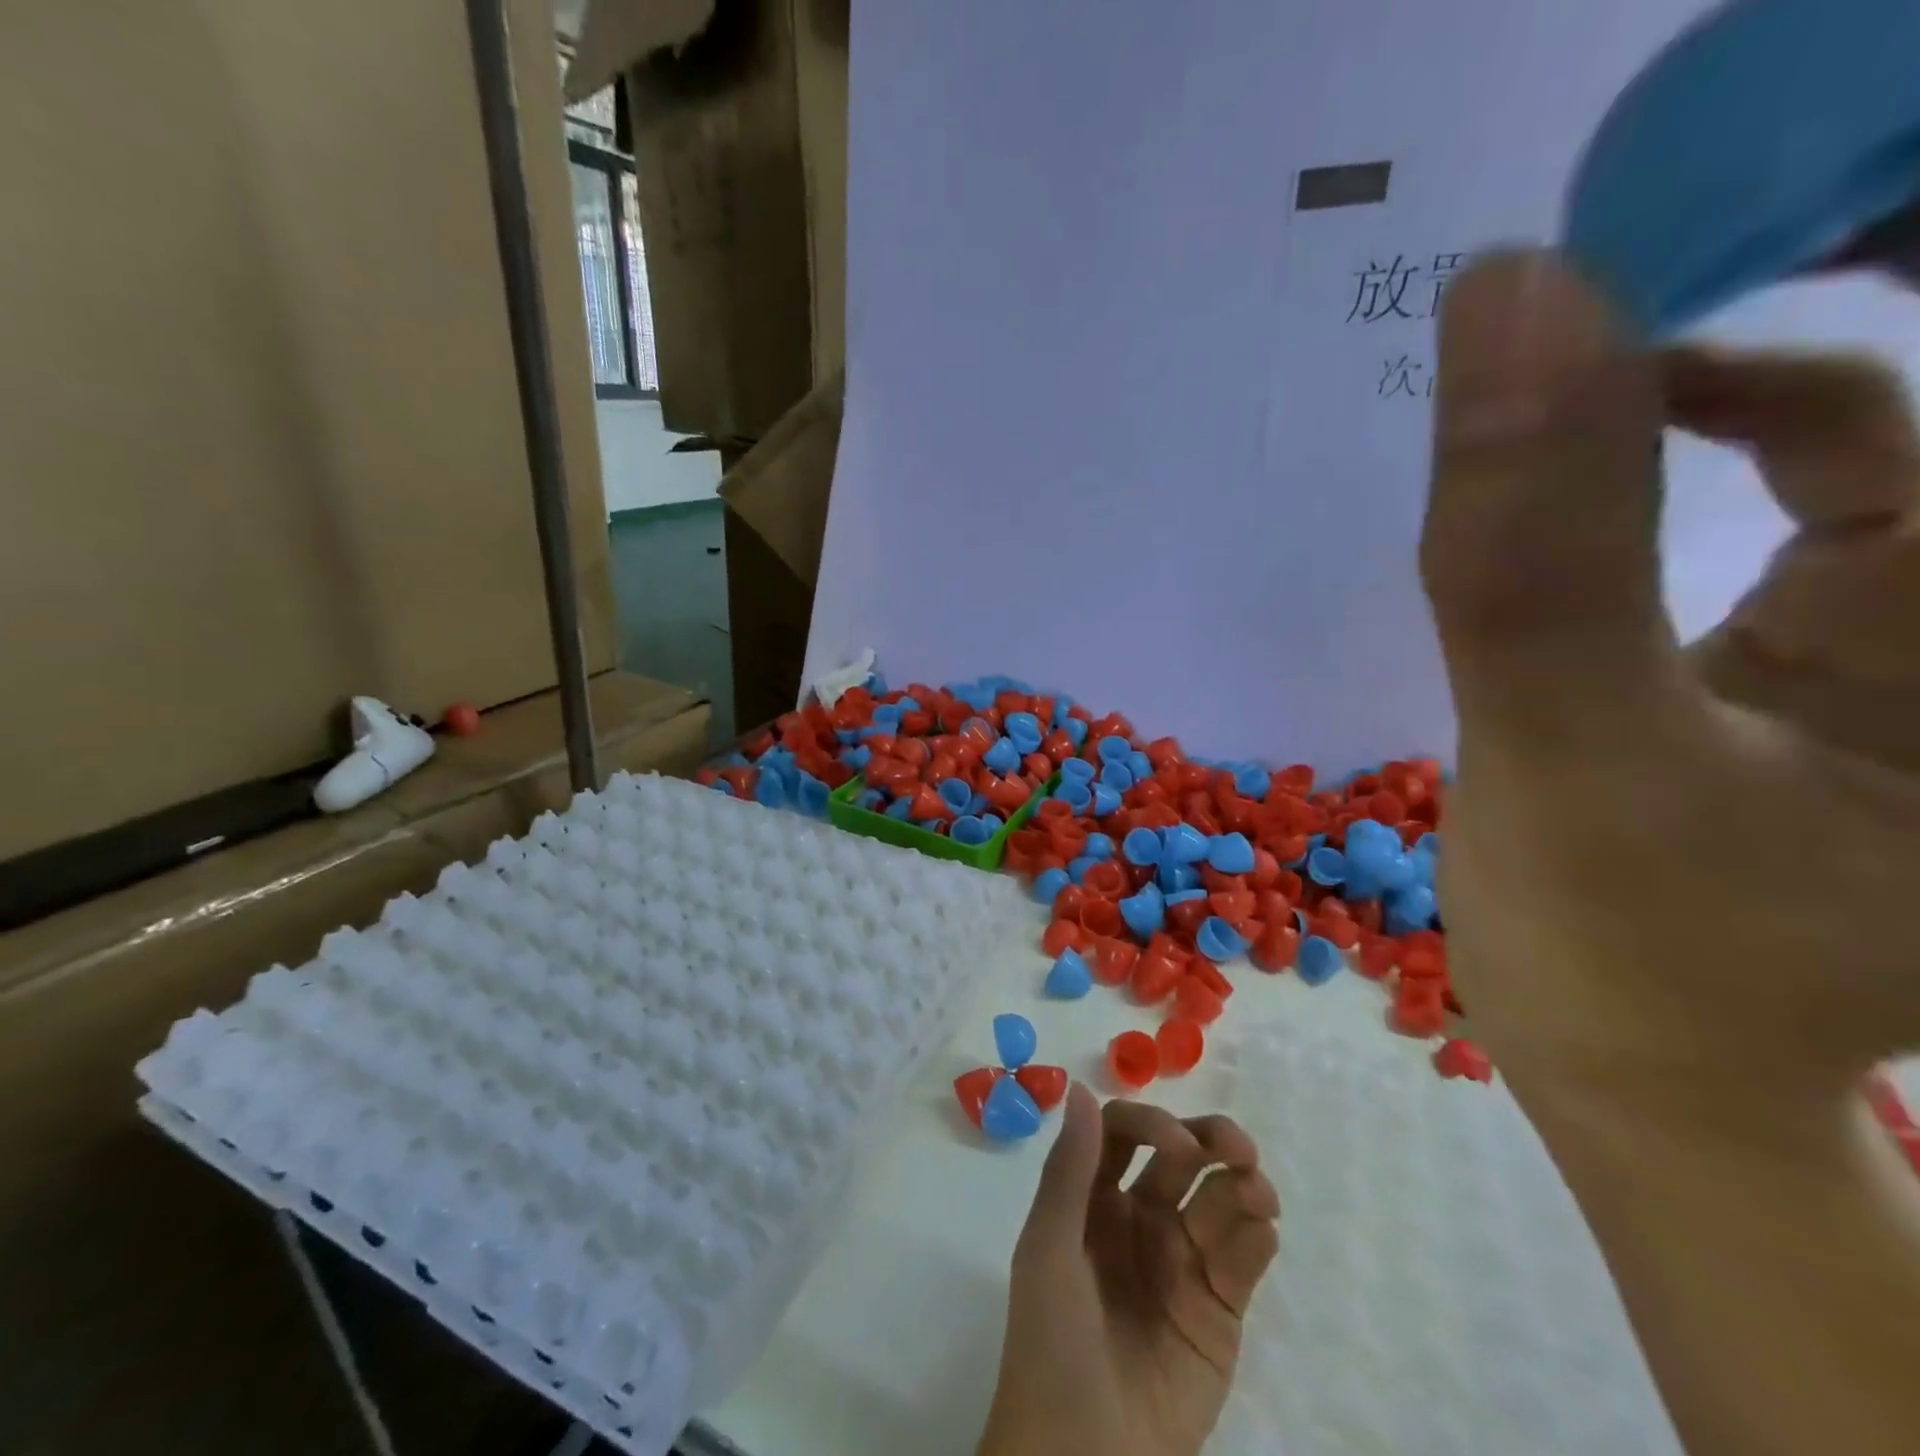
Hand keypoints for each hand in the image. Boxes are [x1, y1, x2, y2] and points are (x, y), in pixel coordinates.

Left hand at [977, 1086, 1278, 1455]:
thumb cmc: (1052, 1343)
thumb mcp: (1048, 1248)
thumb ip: (1069, 1170)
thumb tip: (1082, 1088)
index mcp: (1094, 1198)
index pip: (1127, 1133)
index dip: (1153, 1124)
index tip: (1179, 1142)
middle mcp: (1140, 1218)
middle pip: (1182, 1156)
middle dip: (1212, 1139)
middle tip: (1240, 1148)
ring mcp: (1181, 1262)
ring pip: (1219, 1199)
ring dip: (1244, 1181)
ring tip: (1258, 1192)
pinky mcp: (1218, 1310)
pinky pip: (1243, 1257)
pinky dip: (1258, 1234)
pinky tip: (1261, 1229)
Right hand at [1422, 250, 1919, 1104]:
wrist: (1625, 1057)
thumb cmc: (1623, 951)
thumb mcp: (1578, 753)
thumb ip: (1537, 551)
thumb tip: (1506, 301)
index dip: (1849, 212)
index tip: (1686, 168)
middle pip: (1912, 356)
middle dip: (1782, 254)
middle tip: (1632, 208)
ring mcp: (1908, 602)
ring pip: (1842, 407)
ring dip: (1711, 338)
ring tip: (1583, 306)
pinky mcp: (1806, 626)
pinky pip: (1762, 483)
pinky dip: (1666, 436)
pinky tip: (1585, 434)